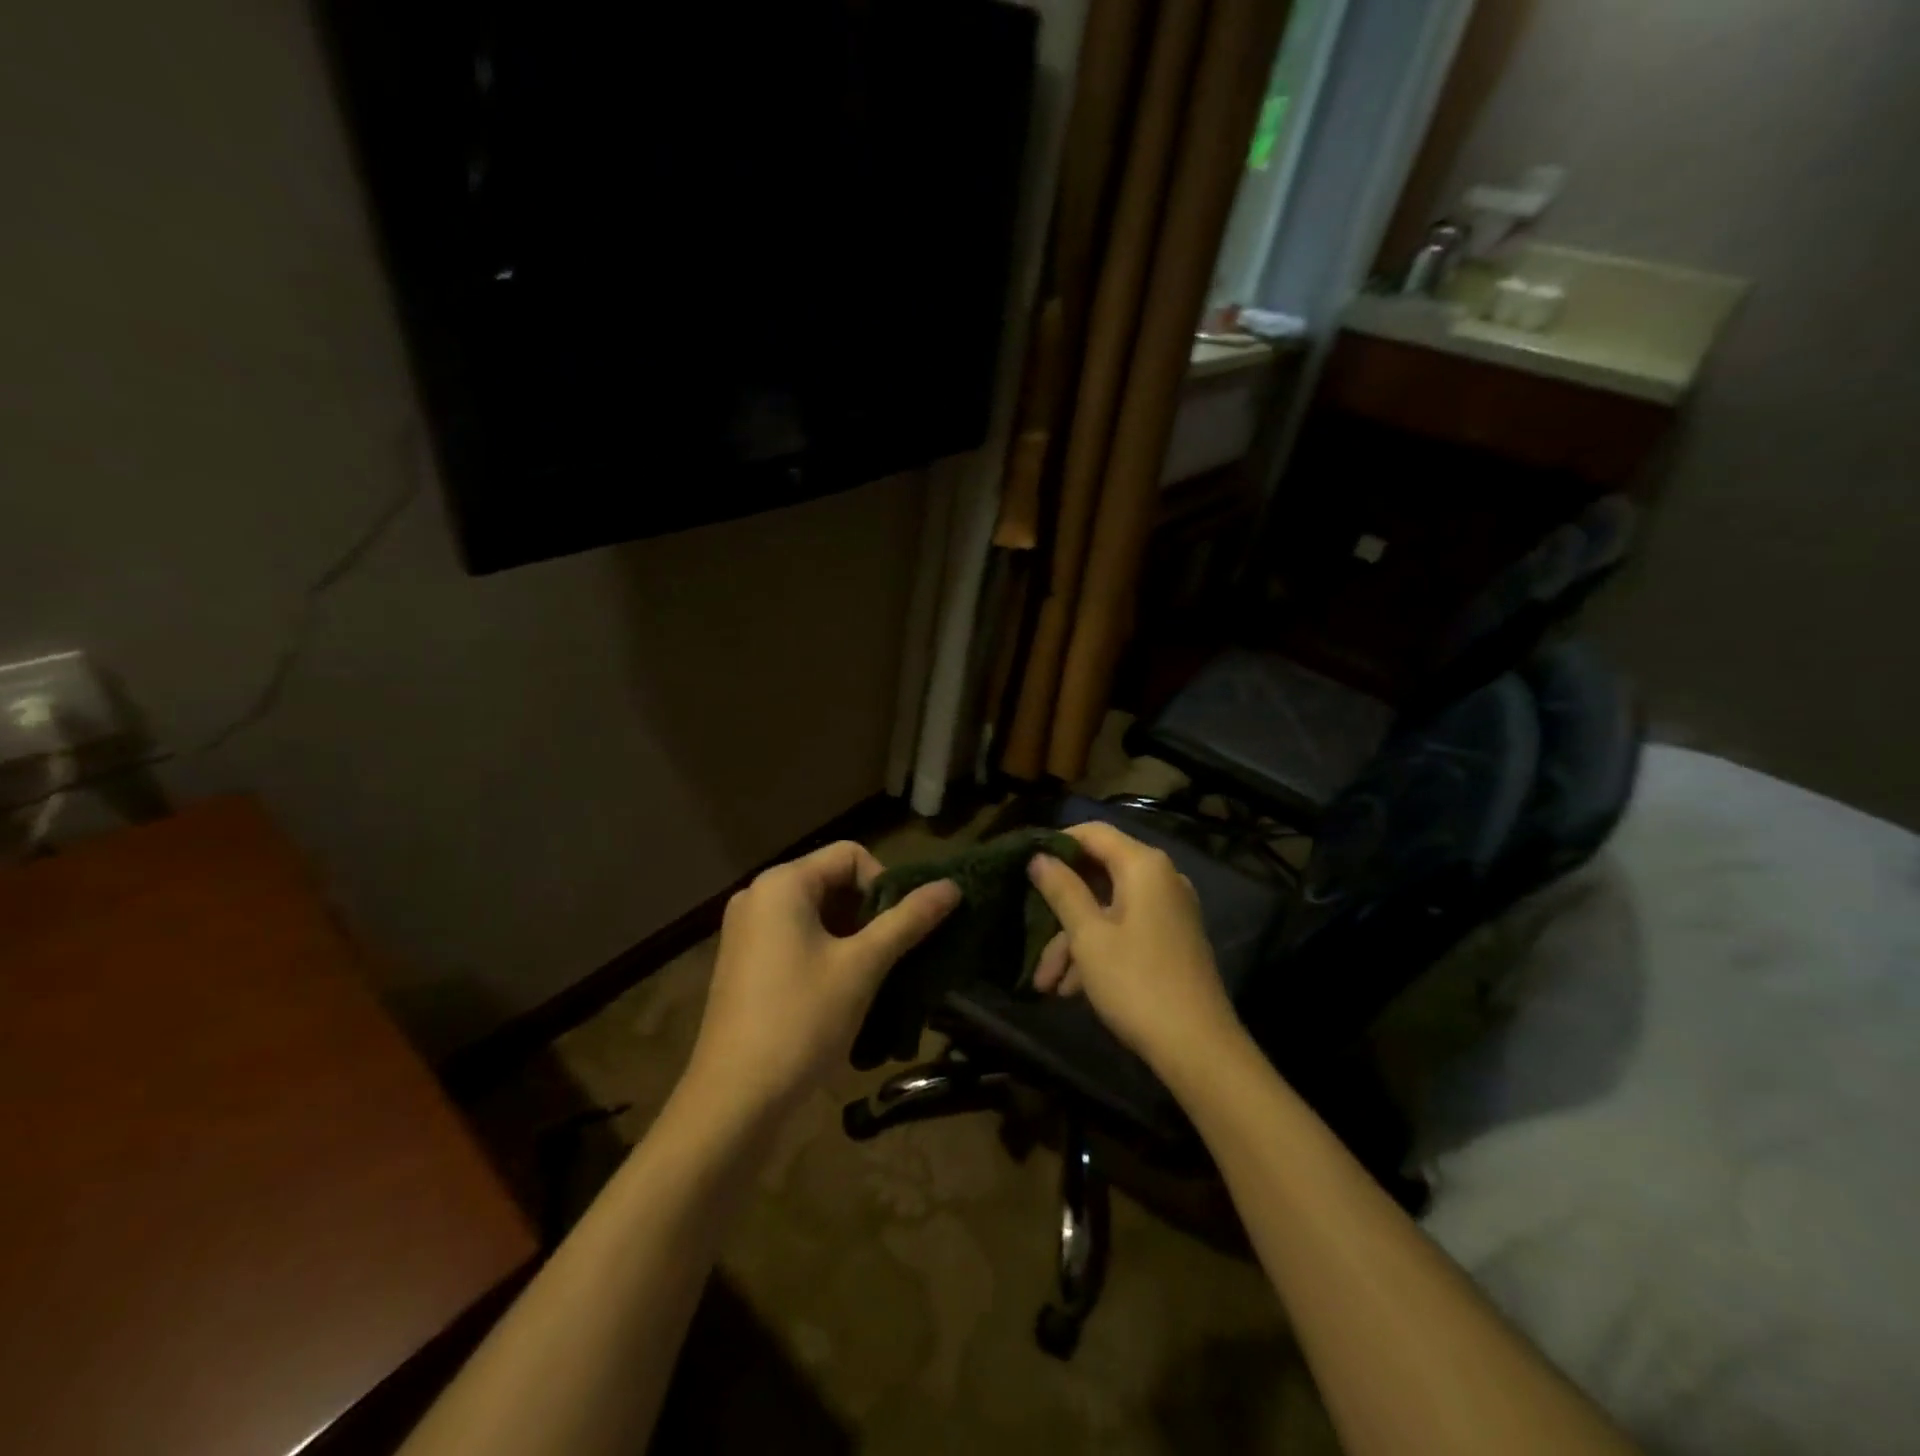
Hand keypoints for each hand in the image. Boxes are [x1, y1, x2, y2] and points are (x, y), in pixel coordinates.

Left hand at [685, 841, 958, 1117]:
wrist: (734, 1101)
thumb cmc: (801, 1021)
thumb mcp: (862, 966)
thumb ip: (908, 920)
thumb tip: (952, 886)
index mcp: (781, 883)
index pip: (850, 854)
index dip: (885, 883)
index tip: (900, 929)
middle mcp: (758, 895)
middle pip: (832, 881)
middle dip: (870, 912)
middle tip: (893, 954)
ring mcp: (746, 930)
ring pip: (817, 913)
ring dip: (852, 936)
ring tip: (874, 975)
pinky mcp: (744, 962)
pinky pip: (796, 937)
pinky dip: (827, 952)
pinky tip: (843, 990)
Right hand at [1027, 822, 1239, 1073]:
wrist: (1198, 1048)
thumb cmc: (1136, 982)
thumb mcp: (1088, 936)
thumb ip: (1062, 890)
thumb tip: (1039, 857)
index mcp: (1144, 866)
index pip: (1093, 833)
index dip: (1057, 844)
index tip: (1025, 865)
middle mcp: (1161, 879)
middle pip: (1099, 874)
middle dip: (1060, 908)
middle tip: (1029, 935)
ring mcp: (1169, 911)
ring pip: (1108, 909)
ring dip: (1073, 941)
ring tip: (1046, 984)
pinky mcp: (1171, 939)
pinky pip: (1125, 930)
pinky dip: (1098, 951)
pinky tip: (1072, 989)